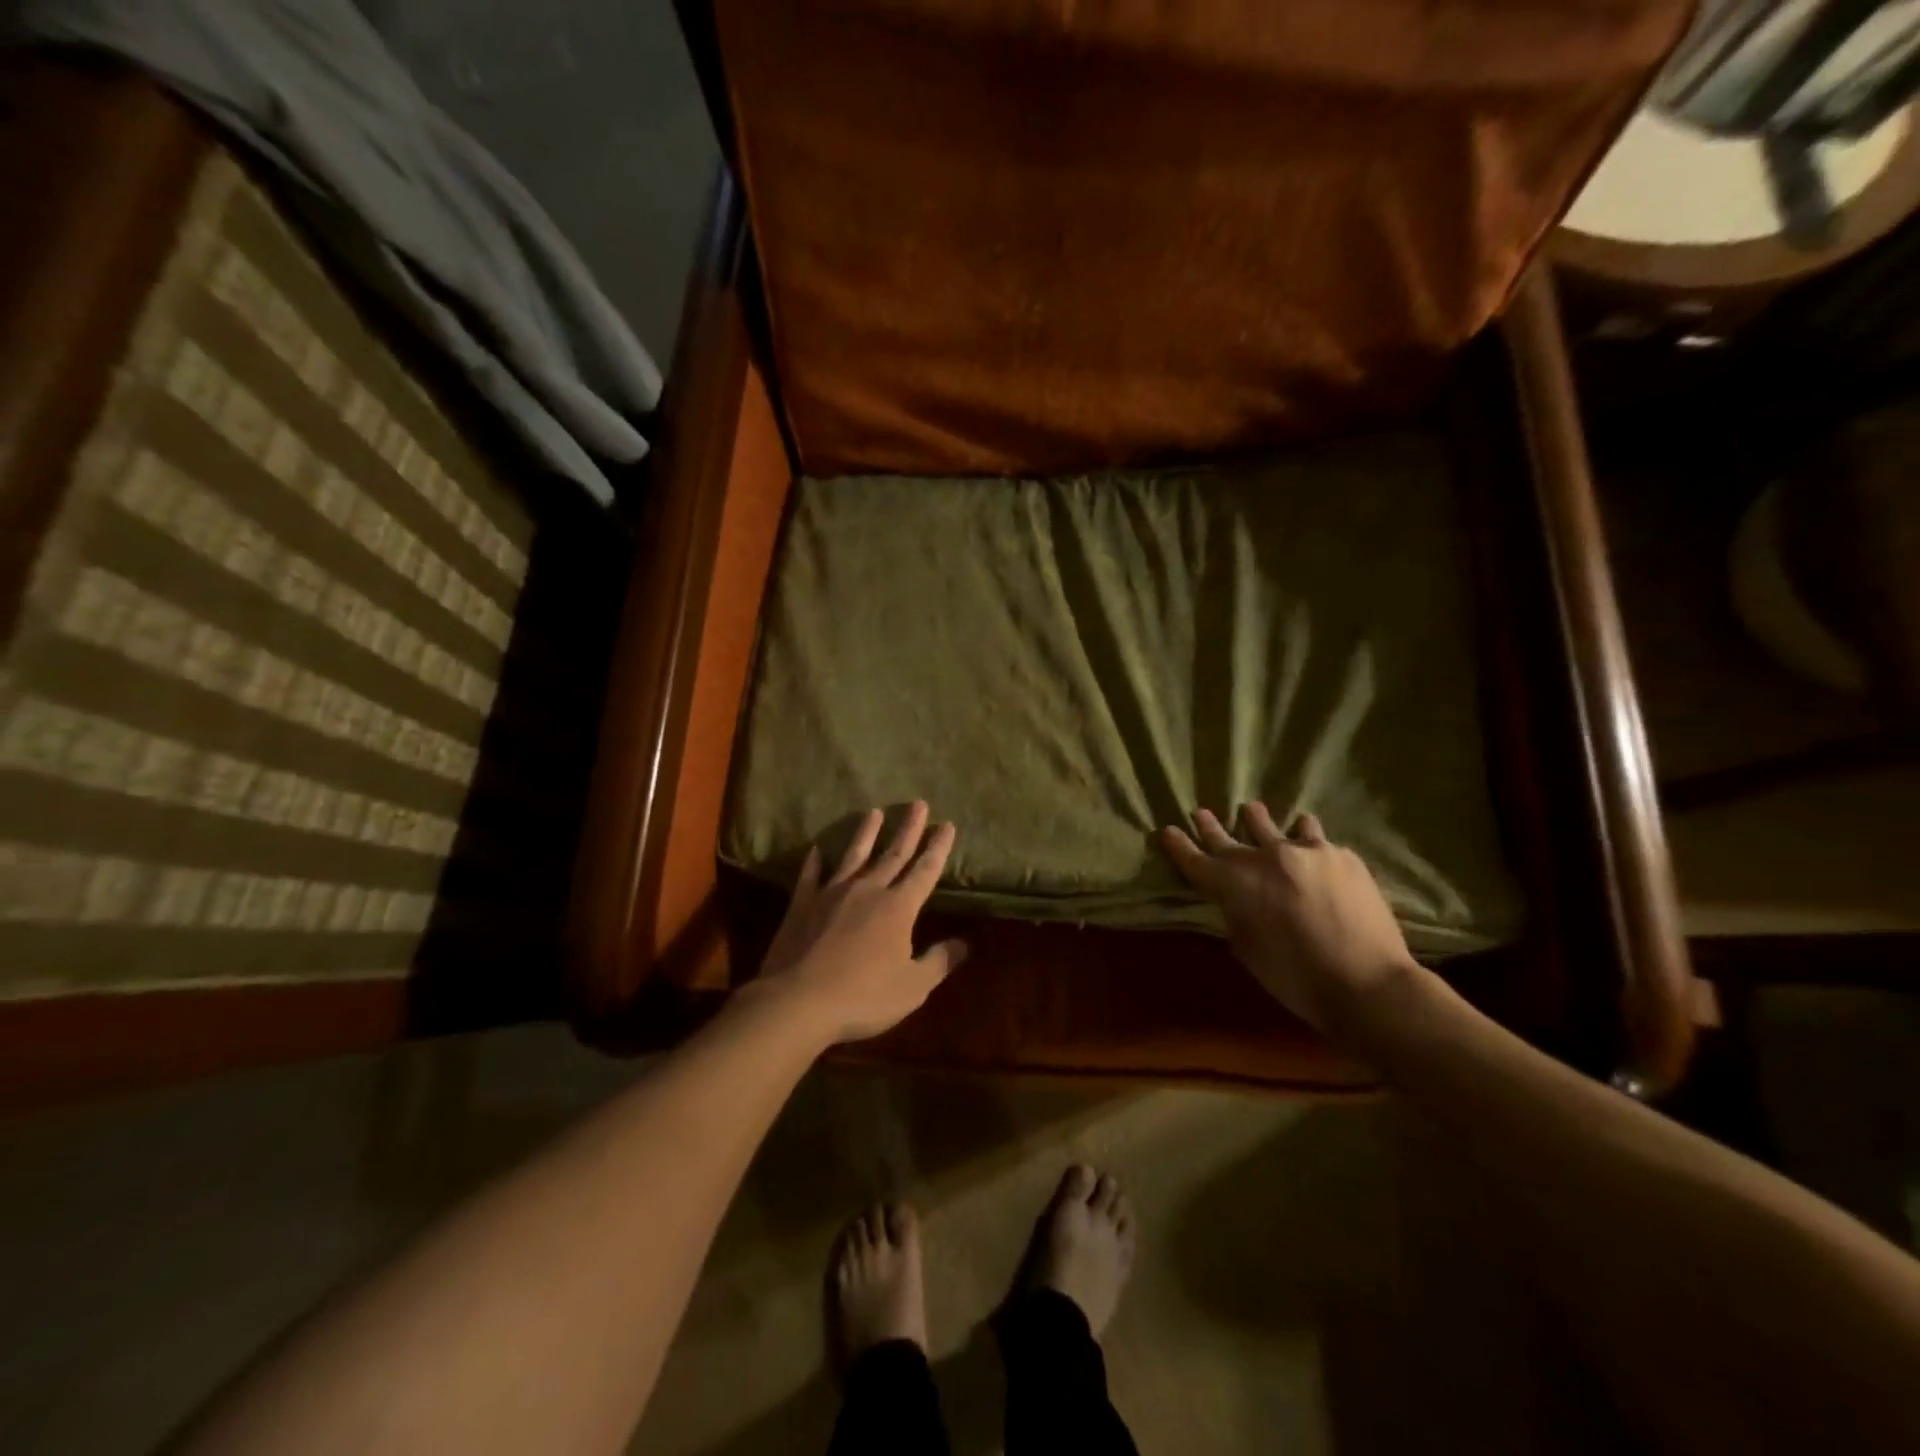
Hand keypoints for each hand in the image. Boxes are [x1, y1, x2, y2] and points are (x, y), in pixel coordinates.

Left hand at [757, 802, 967, 1044]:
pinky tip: (816, 850)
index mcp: (898, 907)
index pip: (925, 871)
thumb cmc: (864, 997)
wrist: (798, 1001)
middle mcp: (868, 890)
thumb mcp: (913, 987)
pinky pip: (810, 876)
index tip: (947, 824)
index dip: (938, 848)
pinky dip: (814, 862)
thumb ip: (939, 962)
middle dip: (909, 829)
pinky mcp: (802, 905)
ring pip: (853, 856)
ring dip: (865, 834)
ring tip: (873, 811)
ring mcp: (832, 894)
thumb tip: (964, 944)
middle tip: (918, 803)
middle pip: (893, 854)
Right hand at [1160, 804, 1418, 1031]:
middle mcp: (1264, 857)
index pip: (1195, 859)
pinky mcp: (1341, 855)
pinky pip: (1316, 840)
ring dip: (1259, 821)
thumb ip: (1236, 913)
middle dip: (1210, 826)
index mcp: (1234, 884)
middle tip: (1201, 812)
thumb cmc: (1296, 977)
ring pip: (1274, 825)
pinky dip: (1306, 842)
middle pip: (1227, 837)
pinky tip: (1311, 846)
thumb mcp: (1247, 948)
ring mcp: (1305, 851)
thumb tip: (1238, 898)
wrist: (1367, 982)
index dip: (1178, 845)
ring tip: (1255, 812)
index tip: (1167, 830)